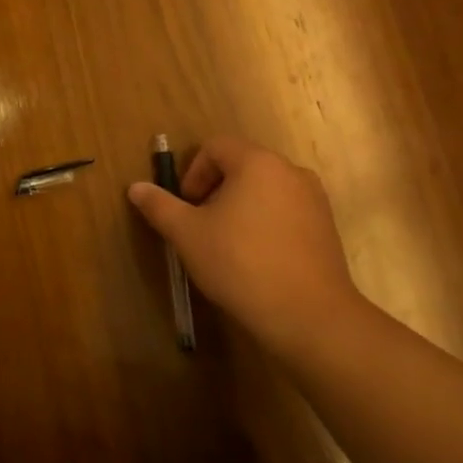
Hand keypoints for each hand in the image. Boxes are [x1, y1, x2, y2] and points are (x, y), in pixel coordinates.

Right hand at [127, 135, 367, 356]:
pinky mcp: (327, 227)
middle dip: (215, 190)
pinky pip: (286, 211)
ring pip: (264, 189)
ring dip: (240, 207)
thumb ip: (160, 205)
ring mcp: (314, 199)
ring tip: (227, 244)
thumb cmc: (240, 263)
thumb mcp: (187, 234)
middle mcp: (290, 171)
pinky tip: (256, 258)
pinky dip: (265, 223)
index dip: (193, 172)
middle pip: (241, 165)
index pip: (215, 146)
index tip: (187, 207)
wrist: (308, 315)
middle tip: (201, 226)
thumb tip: (135, 188)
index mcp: (257, 162)